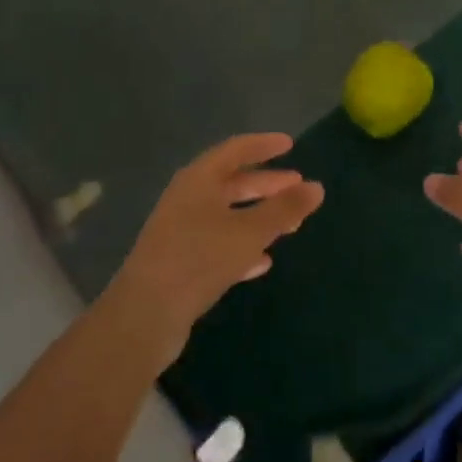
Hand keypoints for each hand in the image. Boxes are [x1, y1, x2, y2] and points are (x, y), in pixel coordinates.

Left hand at [102, 134, 323, 369]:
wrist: (145, 316)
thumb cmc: (199, 259)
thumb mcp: (249, 232)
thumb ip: (284, 209)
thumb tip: (317, 187)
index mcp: (199, 180)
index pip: (236, 150)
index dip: (264, 145)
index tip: (290, 144)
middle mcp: (187, 199)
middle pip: (232, 183)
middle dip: (266, 184)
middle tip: (297, 186)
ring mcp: (181, 232)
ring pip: (227, 215)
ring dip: (258, 216)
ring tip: (290, 225)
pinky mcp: (180, 263)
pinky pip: (218, 244)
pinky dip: (242, 246)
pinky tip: (262, 261)